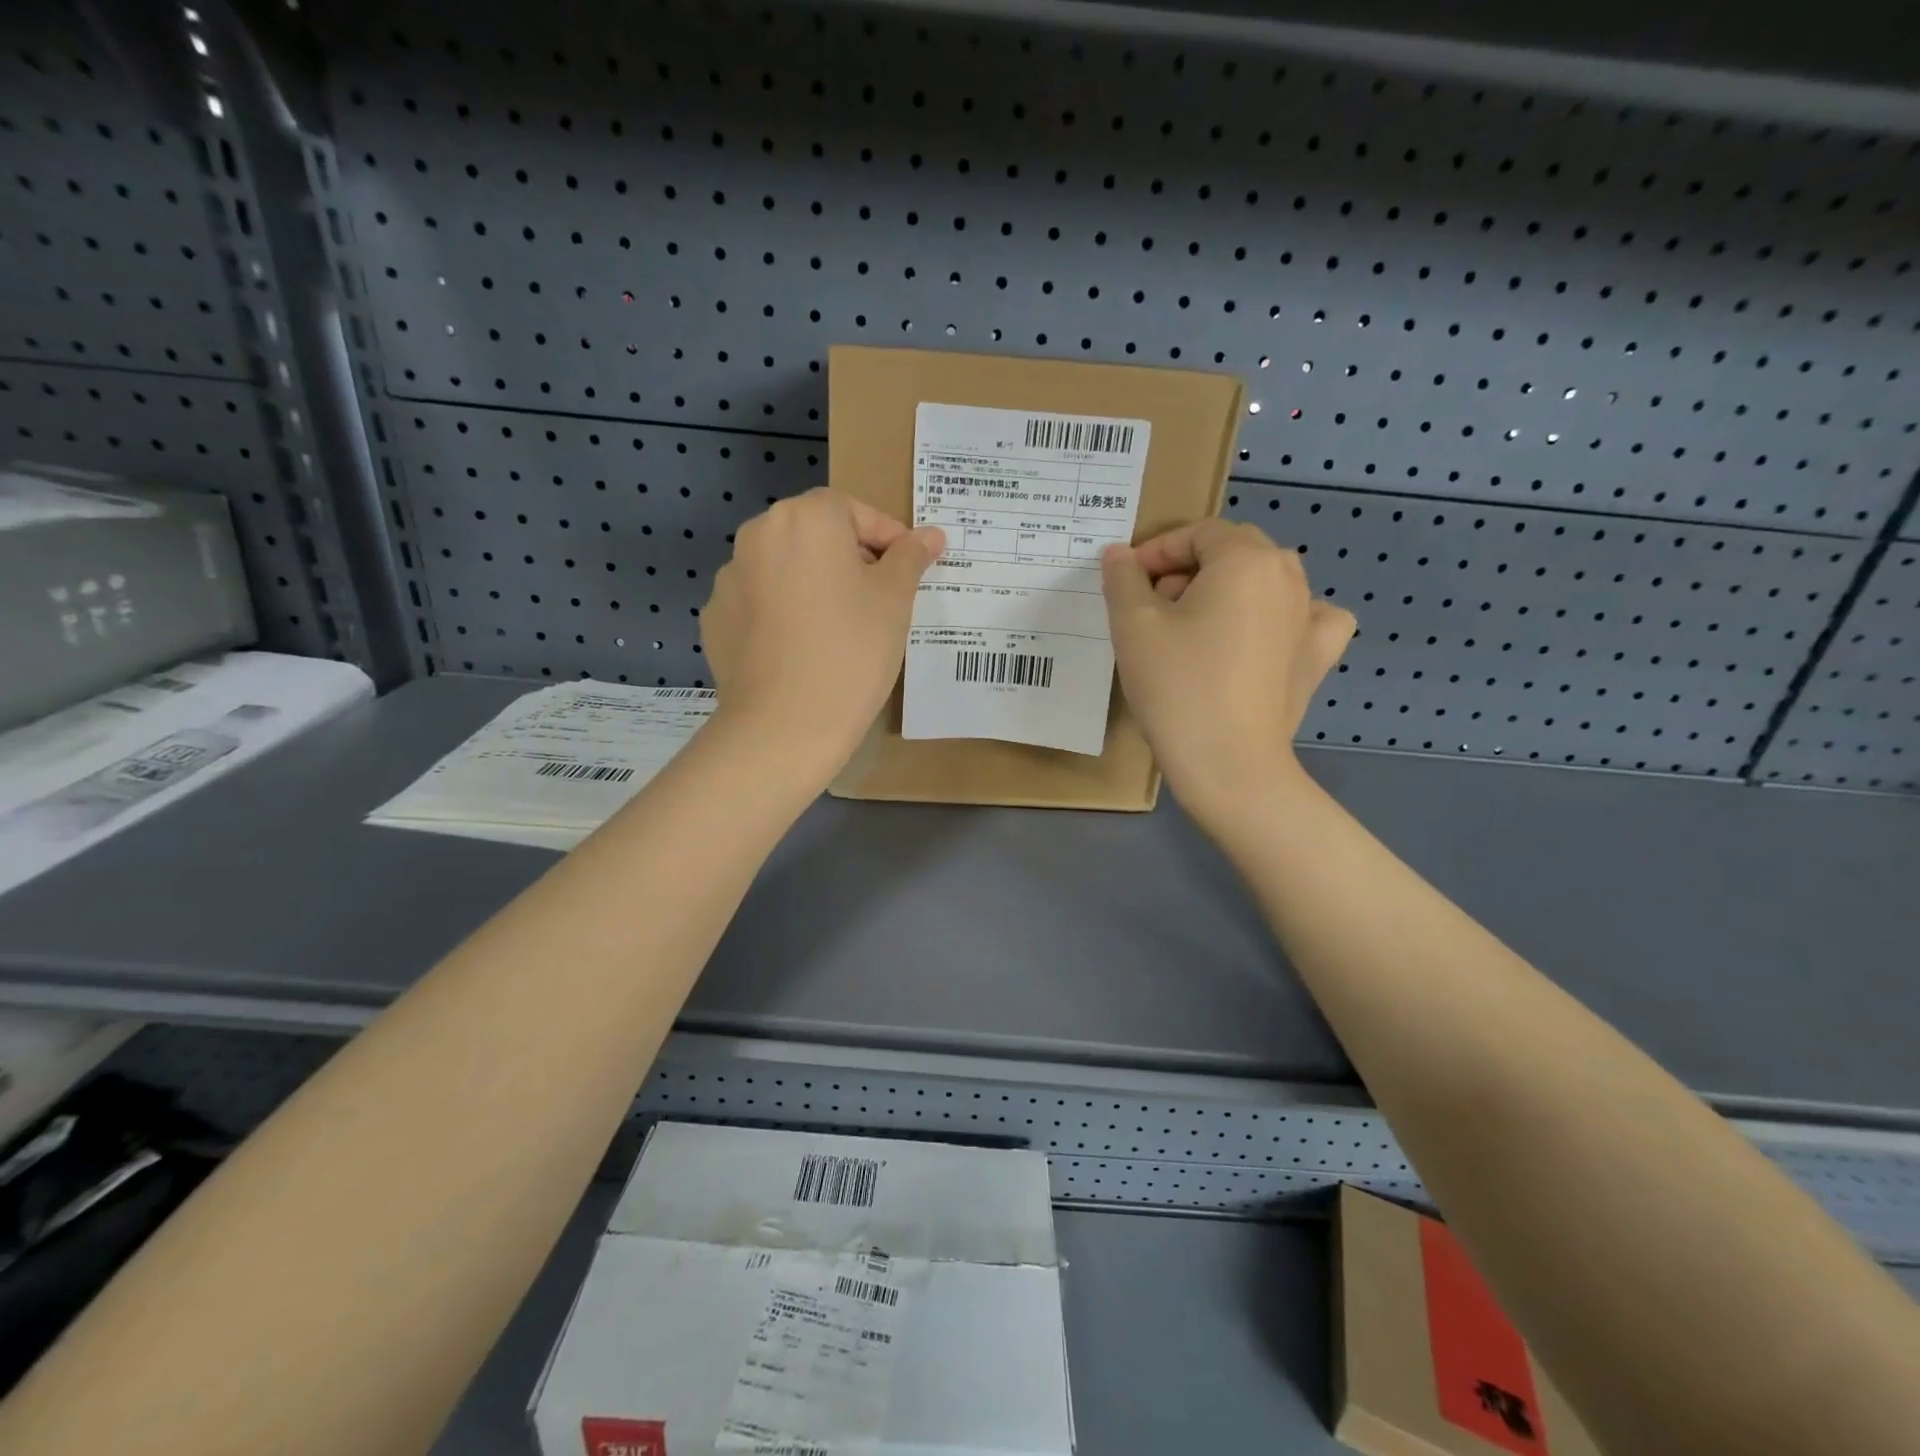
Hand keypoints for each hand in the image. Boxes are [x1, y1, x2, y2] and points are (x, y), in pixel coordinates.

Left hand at [702, 489, 944, 774]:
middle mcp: (758, 535)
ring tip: (838, 629)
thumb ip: (911, 557)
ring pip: (784, 569)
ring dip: (812, 584)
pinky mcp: (715, 618)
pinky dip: (782, 614)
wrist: (785, 724)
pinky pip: (759, 603)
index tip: (908, 569)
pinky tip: (801, 650)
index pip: (854, 511)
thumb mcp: (895, 600)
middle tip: (878, 599)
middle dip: (849, 558)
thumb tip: (930, 534)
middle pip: (814, 534)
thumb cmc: (852, 650)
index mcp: (805, 518)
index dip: (888, 537)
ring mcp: (729, 578)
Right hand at [1102, 520, 1354, 820]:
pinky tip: (1265, 636)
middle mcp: (1288, 577)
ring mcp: (1311, 618)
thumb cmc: (1177, 687)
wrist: (1229, 764)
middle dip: (1188, 569)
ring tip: (1195, 627)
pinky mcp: (1318, 658)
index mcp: (1246, 560)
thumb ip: (1123, 579)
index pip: (1198, 533)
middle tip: (1152, 607)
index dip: (1157, 550)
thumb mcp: (1133, 627)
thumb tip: (1118, 554)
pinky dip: (1285, 617)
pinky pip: (1308, 617)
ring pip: (1266, 581)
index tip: (1127, 582)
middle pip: (1234, 552)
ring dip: (1227, 590)